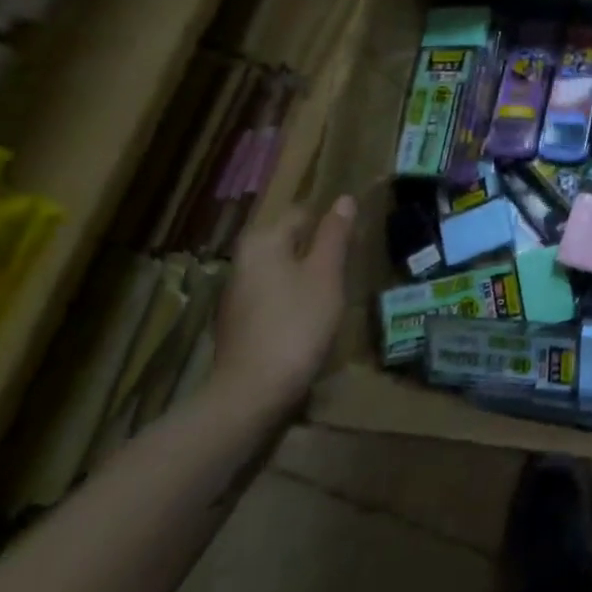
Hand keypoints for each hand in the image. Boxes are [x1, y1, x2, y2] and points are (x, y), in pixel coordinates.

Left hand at [211, 196, 354, 416]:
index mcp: (262, 242)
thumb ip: (334, 234)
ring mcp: (237, 293)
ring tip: (336, 288)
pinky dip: (293, 298)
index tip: (354, 237)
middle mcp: (243, 260)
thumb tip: (343, 199)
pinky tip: (312, 315)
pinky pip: (273, 295)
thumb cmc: (297, 322)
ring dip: (306, 274)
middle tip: (349, 263)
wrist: (253, 392)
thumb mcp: (325, 273)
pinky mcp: (239, 322)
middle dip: (318, 248)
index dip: (330, 222)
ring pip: (281, 269)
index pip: (302, 213)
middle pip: (289, 241)